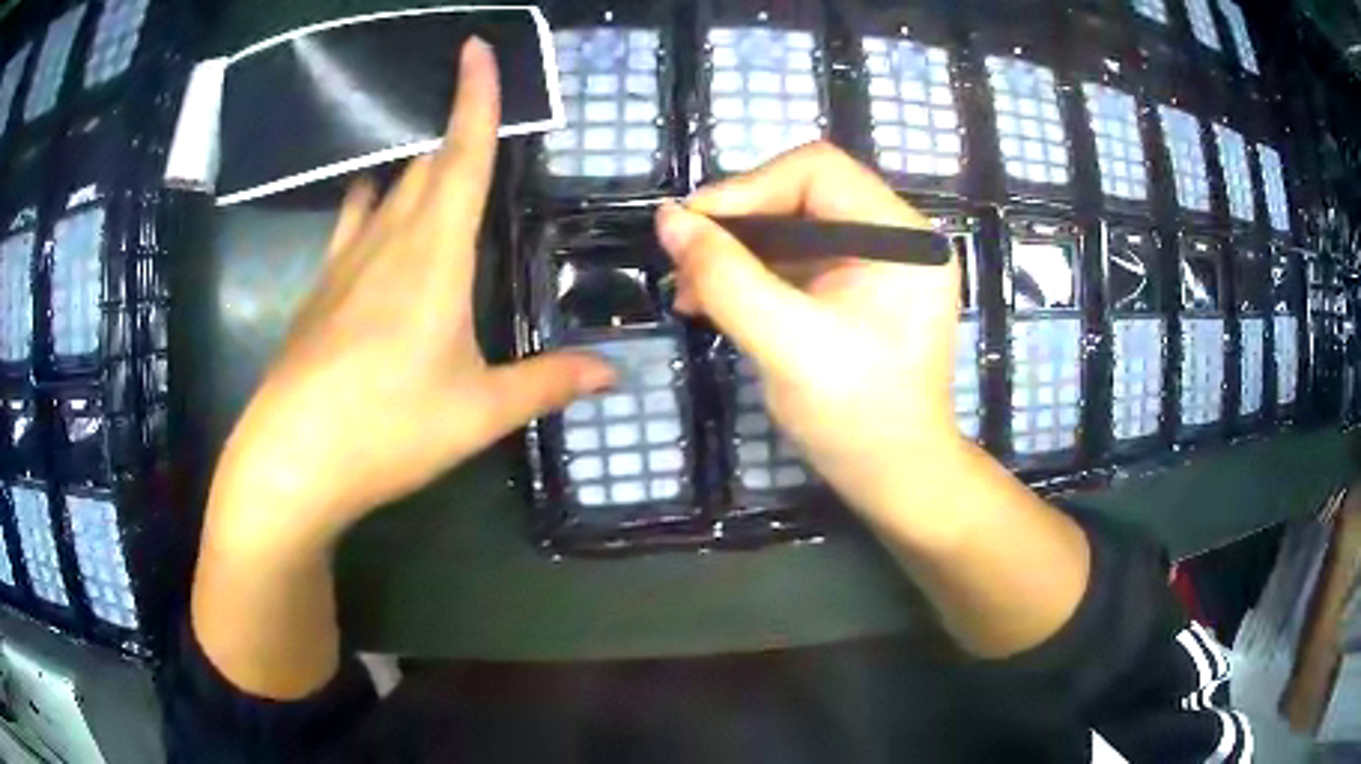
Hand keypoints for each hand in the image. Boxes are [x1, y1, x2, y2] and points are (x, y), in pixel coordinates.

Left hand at [203, 40, 614, 558]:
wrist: (293, 458)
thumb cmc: (389, 428)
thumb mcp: (479, 413)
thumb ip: (547, 383)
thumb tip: (613, 374)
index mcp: (435, 254)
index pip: (463, 154)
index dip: (476, 96)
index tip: (476, 46)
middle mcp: (388, 240)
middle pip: (427, 165)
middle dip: (455, 133)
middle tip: (483, 122)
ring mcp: (345, 261)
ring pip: (387, 189)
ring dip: (415, 167)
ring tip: (438, 163)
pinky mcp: (319, 289)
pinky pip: (353, 223)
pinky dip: (374, 203)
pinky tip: (376, 213)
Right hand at [655, 142, 963, 522]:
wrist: (895, 477)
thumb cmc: (855, 419)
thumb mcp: (786, 345)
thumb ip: (726, 277)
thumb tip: (669, 218)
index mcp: (902, 238)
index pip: (817, 170)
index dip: (748, 189)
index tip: (693, 229)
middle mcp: (897, 236)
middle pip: (802, 193)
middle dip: (737, 226)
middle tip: (684, 266)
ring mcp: (880, 261)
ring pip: (793, 226)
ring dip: (738, 252)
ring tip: (690, 291)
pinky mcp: (861, 286)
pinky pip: (800, 258)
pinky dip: (755, 273)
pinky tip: (716, 301)